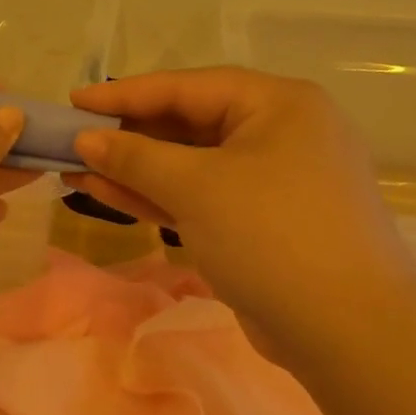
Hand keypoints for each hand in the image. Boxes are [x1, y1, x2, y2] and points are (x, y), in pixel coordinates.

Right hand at [65, 67, 415, 354]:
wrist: (344, 328)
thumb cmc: (272, 235)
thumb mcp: (198, 186)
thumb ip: (136, 158)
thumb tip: (85, 140)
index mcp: (278, 104)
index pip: (188, 87)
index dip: (125, 94)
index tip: (73, 102)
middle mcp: (277, 134)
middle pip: (188, 125)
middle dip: (127, 136)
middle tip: (71, 140)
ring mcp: (269, 183)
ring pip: (189, 167)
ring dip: (133, 170)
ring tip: (74, 170)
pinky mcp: (257, 226)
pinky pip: (198, 199)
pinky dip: (156, 197)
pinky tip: (107, 194)